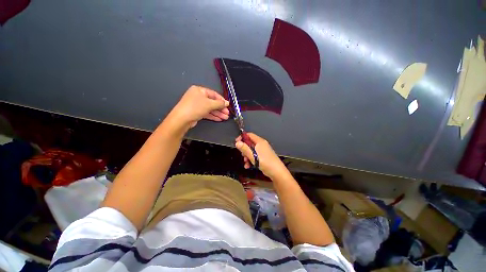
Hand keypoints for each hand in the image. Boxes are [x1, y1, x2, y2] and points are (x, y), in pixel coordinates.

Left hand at [170, 85, 229, 127]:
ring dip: (218, 113)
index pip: (214, 94)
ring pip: (210, 108)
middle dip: (221, 109)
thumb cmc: (195, 107)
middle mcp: (198, 96)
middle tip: (227, 113)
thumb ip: (219, 103)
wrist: (182, 119)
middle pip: (212, 102)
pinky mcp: (196, 112)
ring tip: (225, 118)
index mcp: (199, 90)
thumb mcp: (209, 104)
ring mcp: (197, 105)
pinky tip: (219, 119)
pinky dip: (213, 116)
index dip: (222, 100)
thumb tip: (227, 103)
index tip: (228, 105)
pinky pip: (207, 113)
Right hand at [235, 133, 287, 178]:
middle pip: (250, 143)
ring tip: (246, 162)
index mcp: (260, 142)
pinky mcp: (263, 157)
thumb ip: (244, 149)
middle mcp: (261, 145)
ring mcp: (263, 151)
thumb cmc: (265, 162)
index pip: (249, 135)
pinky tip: (248, 166)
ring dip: (247, 156)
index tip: (237, 143)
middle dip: (244, 149)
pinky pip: (255, 156)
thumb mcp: (253, 155)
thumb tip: (237, 143)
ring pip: (251, 151)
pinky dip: (251, 160)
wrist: (277, 172)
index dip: (242, 137)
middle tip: (242, 155)